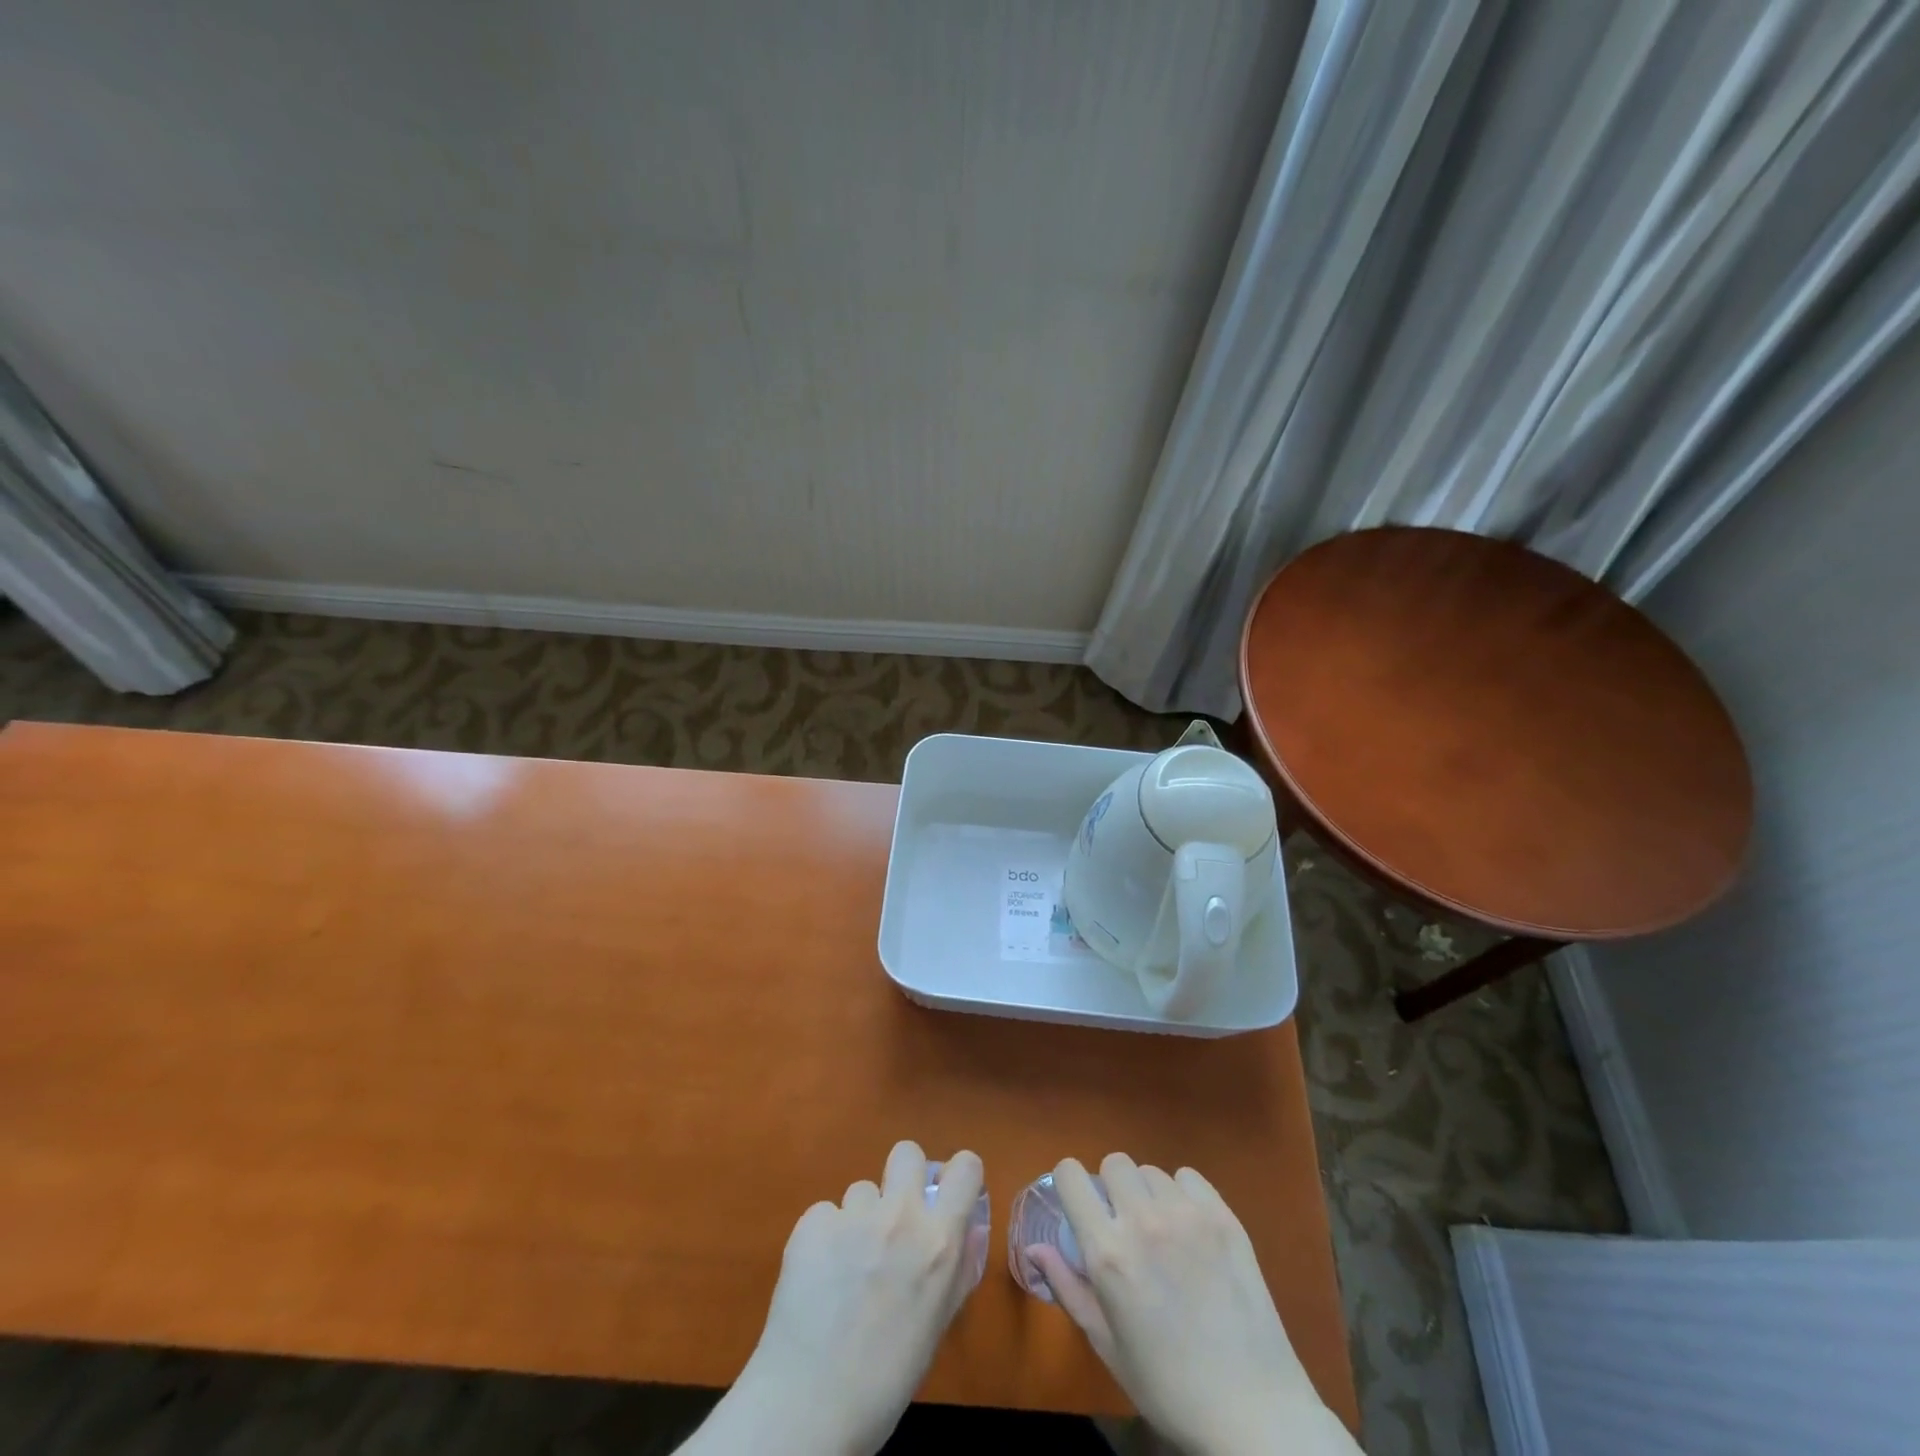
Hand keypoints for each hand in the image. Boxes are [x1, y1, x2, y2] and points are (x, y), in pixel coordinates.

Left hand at [682, 1141, 985, 1455]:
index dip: (958, 1176)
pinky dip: (824, 1238)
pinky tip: (817, 1276)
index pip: (966, 1166)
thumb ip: (954, 1268)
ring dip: (859, 1218)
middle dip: (902, 1177)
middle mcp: (901, 1215)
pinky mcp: (813, 1221)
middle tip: (893, 1218)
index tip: (948, 1194)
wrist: (809, 1406)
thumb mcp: (936, 1323)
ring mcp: (854, 1214)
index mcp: (940, 1240)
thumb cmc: (886, 1379)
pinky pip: (825, 1213)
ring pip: (862, 1190)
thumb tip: (964, 1231)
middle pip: (906, 1152)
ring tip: (847, 1267)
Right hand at [1027, 1154, 1357, 1455]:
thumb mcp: (1106, 1344)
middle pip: (1114, 1162)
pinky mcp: (1223, 1216)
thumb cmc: (1168, 1385)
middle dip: (1112, 1187)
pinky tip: (1192, 1229)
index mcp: (1107, 1252)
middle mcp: (1142, 1220)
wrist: (1253, 1410)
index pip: (1071, 1175)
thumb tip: (1033, 1248)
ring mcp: (1186, 1215)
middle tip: (1125, 1224)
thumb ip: (1066, 1287)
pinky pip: (1189, 1177)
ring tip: (1163, 1232)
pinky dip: (1183, 1194)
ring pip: (1152, 1171)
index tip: (1080, 1204)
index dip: (1071, 1183)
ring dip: (1149, 1193)